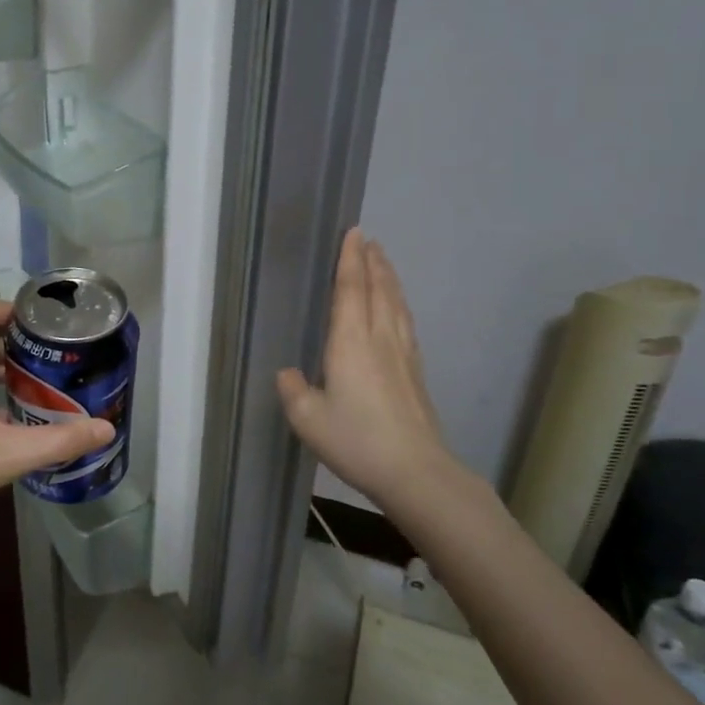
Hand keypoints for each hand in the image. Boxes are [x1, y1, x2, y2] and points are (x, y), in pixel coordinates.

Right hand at [277, 228, 467, 509]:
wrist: (415, 471)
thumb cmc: (356, 440)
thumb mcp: (307, 419)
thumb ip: (293, 390)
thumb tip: (289, 374)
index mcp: (351, 342)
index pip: (350, 289)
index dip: (350, 260)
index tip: (353, 232)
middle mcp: (380, 339)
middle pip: (378, 289)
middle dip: (372, 262)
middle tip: (368, 239)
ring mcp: (403, 354)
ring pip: (396, 304)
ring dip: (388, 278)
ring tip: (383, 263)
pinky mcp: (415, 372)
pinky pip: (406, 323)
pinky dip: (399, 304)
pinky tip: (398, 310)